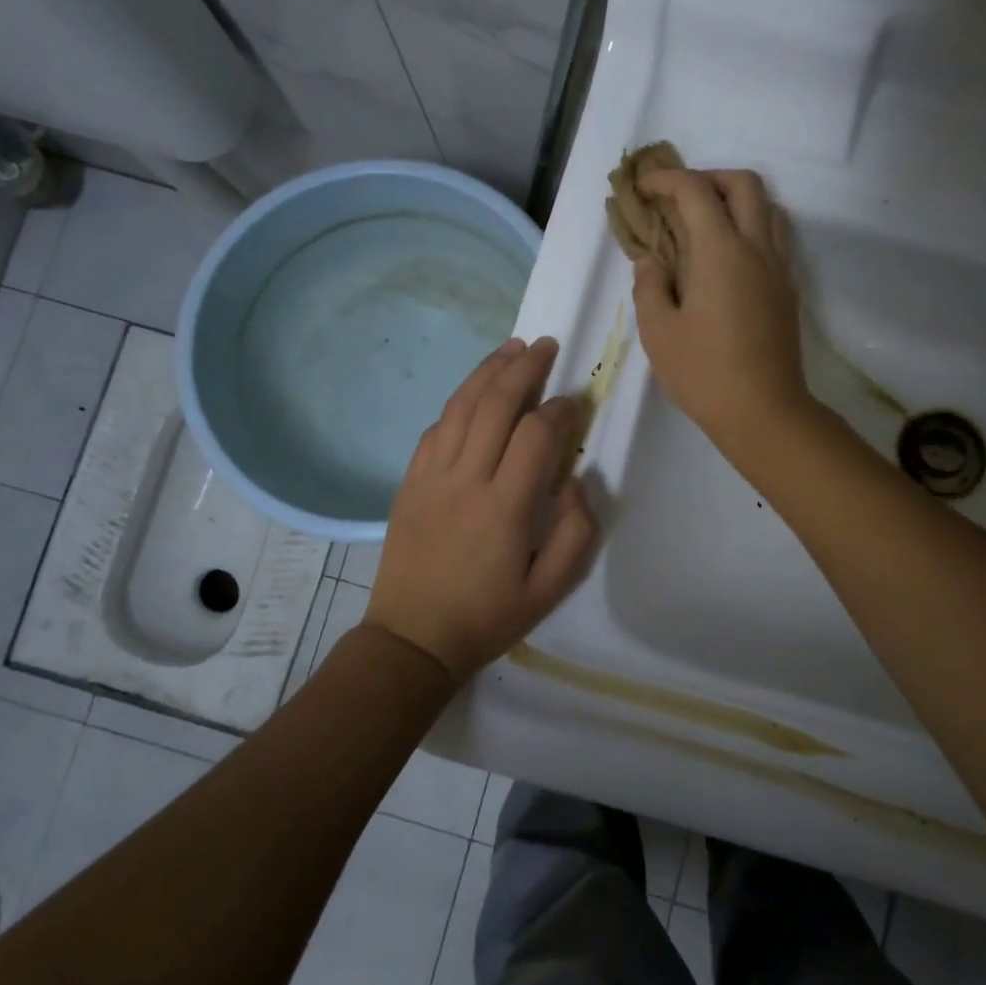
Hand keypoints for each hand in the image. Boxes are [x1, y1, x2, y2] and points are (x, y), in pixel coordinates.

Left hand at [366, 337, 597, 679]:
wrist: (412, 638)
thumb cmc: (487, 617)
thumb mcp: (550, 589)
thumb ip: (576, 533)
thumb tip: (576, 481)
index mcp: (504, 507)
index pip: (536, 435)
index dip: (559, 409)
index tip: (573, 402)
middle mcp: (466, 480)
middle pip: (495, 405)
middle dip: (524, 368)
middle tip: (546, 346)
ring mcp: (431, 476)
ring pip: (460, 406)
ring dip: (487, 371)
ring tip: (511, 348)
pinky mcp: (409, 481)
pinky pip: (435, 428)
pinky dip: (458, 403)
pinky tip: (473, 394)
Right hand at [631, 169, 809, 456]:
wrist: (764, 412)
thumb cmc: (704, 374)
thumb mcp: (658, 333)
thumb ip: (649, 287)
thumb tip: (651, 261)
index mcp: (721, 252)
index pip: (695, 192)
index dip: (666, 180)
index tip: (642, 188)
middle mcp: (756, 249)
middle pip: (744, 184)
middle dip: (708, 177)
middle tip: (678, 198)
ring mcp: (778, 268)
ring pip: (767, 207)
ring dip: (735, 200)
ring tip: (704, 223)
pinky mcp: (787, 290)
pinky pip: (774, 237)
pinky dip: (750, 226)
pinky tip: (725, 257)